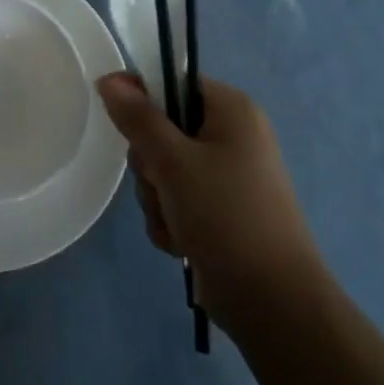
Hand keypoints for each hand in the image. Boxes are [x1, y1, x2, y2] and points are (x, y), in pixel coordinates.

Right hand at [97, 72, 326, 333]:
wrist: (274, 305)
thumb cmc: (226, 217)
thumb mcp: (173, 162)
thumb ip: (138, 118)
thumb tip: (109, 79)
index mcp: (232, 111)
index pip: (173, 82)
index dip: (141, 96)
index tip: (120, 121)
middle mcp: (232, 137)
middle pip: (163, 128)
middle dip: (150, 163)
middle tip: (161, 183)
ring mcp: (227, 177)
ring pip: (163, 169)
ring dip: (157, 197)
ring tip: (176, 222)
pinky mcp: (220, 212)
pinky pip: (175, 200)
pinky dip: (170, 220)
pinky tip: (182, 243)